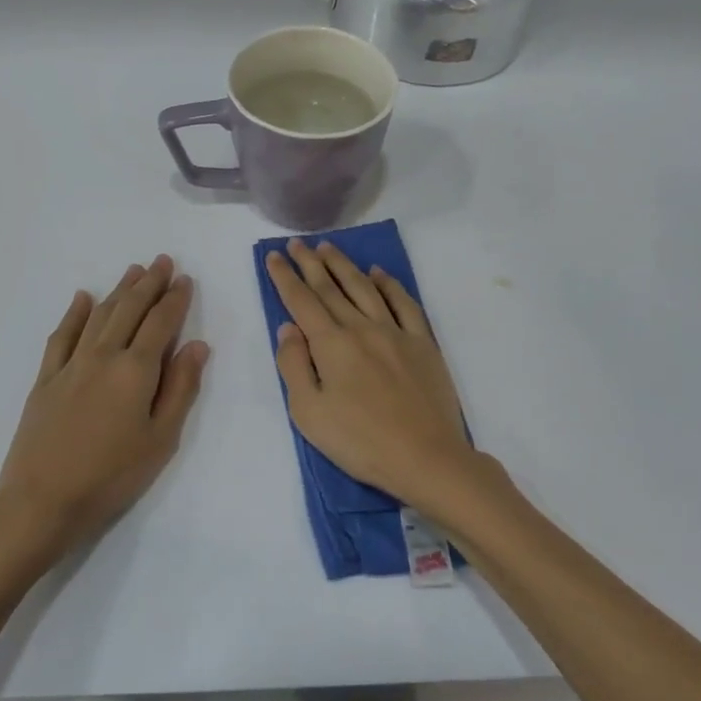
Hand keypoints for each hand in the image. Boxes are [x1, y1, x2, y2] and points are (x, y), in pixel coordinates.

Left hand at [0, 255, 207, 567]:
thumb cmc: (112, 476)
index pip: (161, 323)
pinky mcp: (46, 379)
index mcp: (136, 370)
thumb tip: (198, 345)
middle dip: (149, 283)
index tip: (185, 279)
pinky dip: (74, 314)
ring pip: (99, 315)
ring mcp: (70, 365)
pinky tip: (82, 298)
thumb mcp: (161, 439)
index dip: (175, 299)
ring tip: (133, 270)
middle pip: (129, 310)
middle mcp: (103, 356)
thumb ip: (181, 388)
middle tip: (163, 261)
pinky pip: (61, 336)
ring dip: (118, 290)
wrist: (42, 501)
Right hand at [266, 238, 475, 508]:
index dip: (286, 277)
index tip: (275, 255)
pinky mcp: (423, 343)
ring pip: (365, 288)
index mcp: (332, 344)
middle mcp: (362, 328)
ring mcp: (396, 332)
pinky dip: (389, 284)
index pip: (302, 301)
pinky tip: (379, 273)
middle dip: (311, 263)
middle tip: (298, 243)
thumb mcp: (309, 412)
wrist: (425, 457)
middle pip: (331, 288)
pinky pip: (404, 303)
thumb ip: (294, 365)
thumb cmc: (360, 441)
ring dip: (345, 266)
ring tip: (329, 248)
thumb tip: (288, 328)